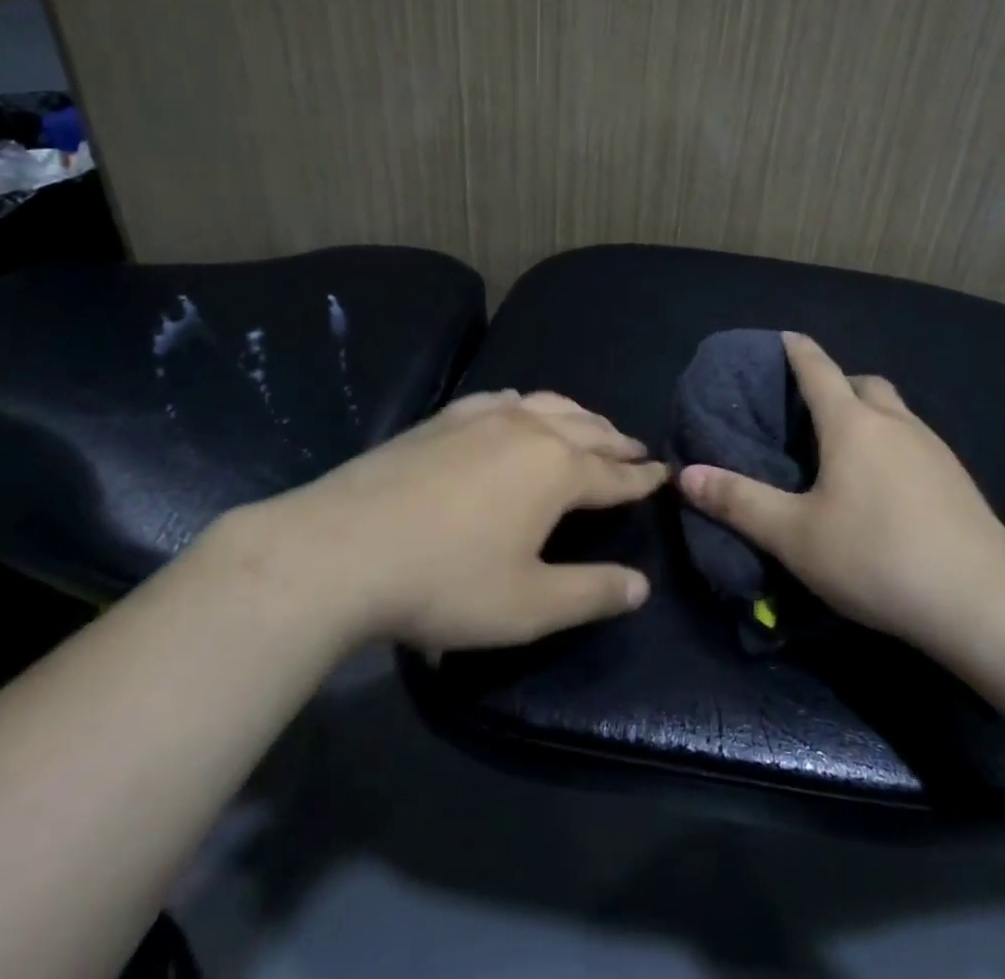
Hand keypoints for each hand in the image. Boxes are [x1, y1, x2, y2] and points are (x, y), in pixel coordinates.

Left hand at [244, 390, 663, 651]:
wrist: (340, 550)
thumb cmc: (445, 582)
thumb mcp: (529, 605)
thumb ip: (591, 593)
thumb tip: (641, 585)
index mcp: (558, 470)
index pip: (615, 474)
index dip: (643, 479)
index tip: (664, 474)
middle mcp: (530, 430)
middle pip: (588, 430)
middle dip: (617, 441)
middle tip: (637, 449)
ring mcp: (484, 416)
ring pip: (548, 405)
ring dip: (578, 417)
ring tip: (591, 426)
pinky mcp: (446, 417)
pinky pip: (504, 399)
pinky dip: (528, 404)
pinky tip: (520, 408)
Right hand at [678, 332, 1004, 648]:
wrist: (982, 600)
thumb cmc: (877, 557)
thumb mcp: (795, 535)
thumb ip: (739, 502)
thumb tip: (685, 474)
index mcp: (852, 424)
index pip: (818, 370)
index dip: (798, 351)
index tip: (784, 336)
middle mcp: (895, 422)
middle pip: (864, 383)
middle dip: (838, 384)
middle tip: (813, 412)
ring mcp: (934, 448)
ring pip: (895, 412)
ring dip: (870, 415)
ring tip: (847, 451)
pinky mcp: (958, 479)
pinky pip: (916, 441)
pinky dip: (894, 445)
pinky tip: (888, 488)